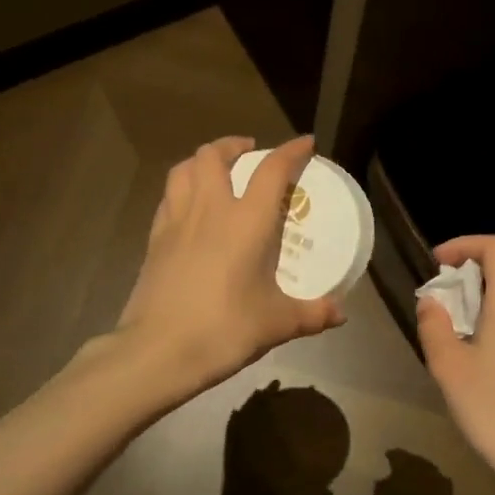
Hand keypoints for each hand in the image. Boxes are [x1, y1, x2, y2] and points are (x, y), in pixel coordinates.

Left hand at [118, 136, 344, 396]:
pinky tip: (190, 207)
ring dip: (202, 160)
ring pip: (183, 170)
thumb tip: (340, 314)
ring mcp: (176, 222)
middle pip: (214, 156)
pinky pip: (168, 198)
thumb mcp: (277, 323)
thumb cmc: (224, 329)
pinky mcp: (154, 240)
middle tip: (249, 153)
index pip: (271, 170)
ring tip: (216, 170)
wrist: (159, 351)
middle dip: (233, 145)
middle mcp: (210, 210)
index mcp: (246, 221)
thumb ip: (312, 314)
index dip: (290, 151)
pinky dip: (182, 189)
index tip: (305, 143)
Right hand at [372, 448, 460, 494]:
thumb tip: (380, 483)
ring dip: (423, 468)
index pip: (411, 477)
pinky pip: (445, 492)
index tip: (388, 454)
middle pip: (428, 474)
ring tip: (406, 466)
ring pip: (438, 480)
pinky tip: (422, 483)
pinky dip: (434, 480)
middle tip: (395, 457)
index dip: (401, 462)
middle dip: (412, 461)